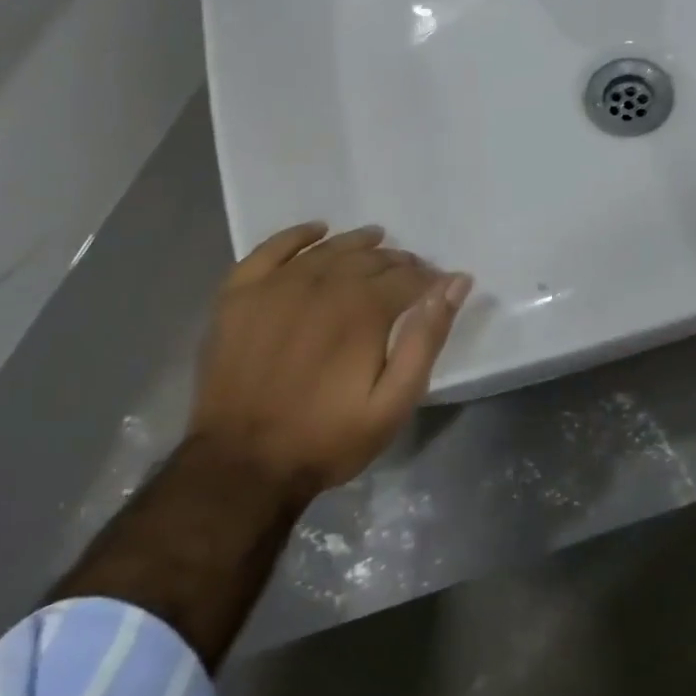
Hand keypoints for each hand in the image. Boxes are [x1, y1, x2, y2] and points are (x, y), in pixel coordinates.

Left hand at [190, 222, 471, 504]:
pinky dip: (297, 235)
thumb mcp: (393, 402)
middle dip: (398, 262)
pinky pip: (271, 249)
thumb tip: (455, 283)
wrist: (241, 465)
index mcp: (363, 310)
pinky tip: (317, 230)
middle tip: (411, 272)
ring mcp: (276, 286)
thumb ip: (427, 338)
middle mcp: (321, 285)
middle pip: (370, 259)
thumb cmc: (326, 438)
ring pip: (328, 250)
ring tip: (376, 241)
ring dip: (357, 244)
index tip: (440, 287)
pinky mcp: (239, 294)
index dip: (430, 279)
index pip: (408, 278)